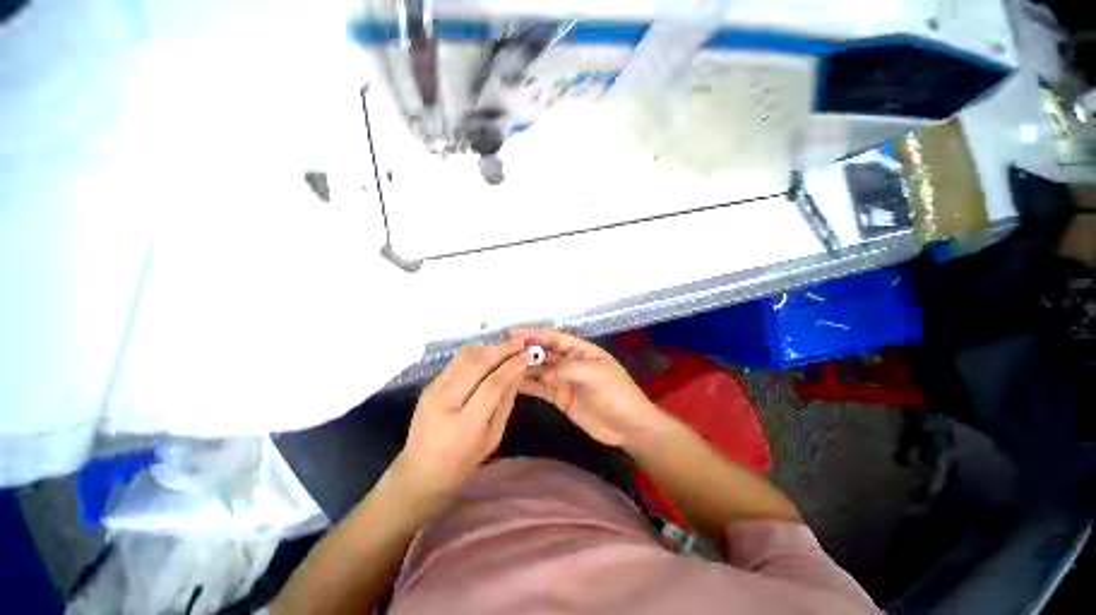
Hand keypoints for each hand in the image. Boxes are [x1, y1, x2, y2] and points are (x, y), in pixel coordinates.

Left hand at [396, 338, 527, 497]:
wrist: (420, 470)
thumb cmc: (463, 461)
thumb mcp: (493, 437)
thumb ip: (506, 402)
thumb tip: (518, 372)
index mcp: (465, 423)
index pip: (493, 384)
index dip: (512, 366)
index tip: (527, 355)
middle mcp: (446, 401)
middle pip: (477, 364)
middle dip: (502, 349)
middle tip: (520, 343)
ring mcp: (433, 390)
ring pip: (465, 357)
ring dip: (489, 347)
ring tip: (506, 346)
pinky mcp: (429, 384)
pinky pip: (456, 361)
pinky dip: (476, 353)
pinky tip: (489, 353)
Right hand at [510, 329, 665, 448]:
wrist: (628, 426)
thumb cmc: (616, 393)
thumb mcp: (595, 374)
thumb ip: (567, 368)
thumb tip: (543, 369)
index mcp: (581, 351)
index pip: (555, 338)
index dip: (535, 334)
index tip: (513, 333)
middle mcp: (570, 362)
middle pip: (544, 353)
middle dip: (525, 350)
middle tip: (501, 350)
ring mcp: (564, 380)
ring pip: (539, 370)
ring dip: (523, 368)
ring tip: (501, 366)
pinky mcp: (559, 397)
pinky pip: (540, 388)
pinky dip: (527, 385)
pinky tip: (511, 383)